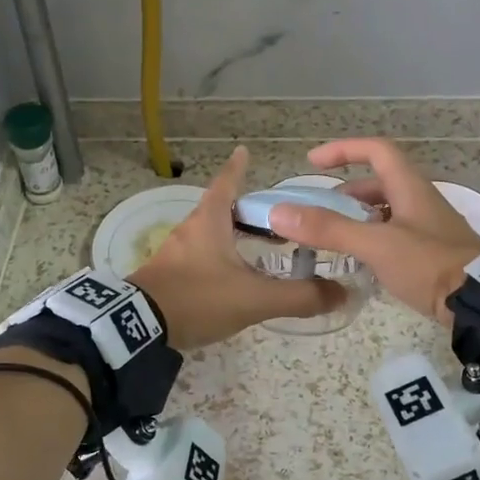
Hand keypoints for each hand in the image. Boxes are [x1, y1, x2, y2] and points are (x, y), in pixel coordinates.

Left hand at [128, 146, 344, 350]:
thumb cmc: (198, 298)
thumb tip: (341, 293)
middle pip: (220, 209)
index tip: (243, 151)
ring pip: (209, 234)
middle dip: (245, 210)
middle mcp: (190, 229)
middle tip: (272, 216)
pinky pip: (198, 256)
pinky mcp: (167, 275)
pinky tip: (231, 276)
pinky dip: (218, 257)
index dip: (238, 168)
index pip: (227, 184)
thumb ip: (299, 297)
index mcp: (209, 221)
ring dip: (231, 235)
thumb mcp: (254, 299)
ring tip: (257, 247)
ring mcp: (175, 252)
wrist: (138, 328)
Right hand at [266, 138, 479, 325]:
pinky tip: (363, 261)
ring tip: (336, 237)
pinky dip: (374, 238)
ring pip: (388, 210)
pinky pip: (397, 234)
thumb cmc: (429, 264)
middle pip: (380, 182)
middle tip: (321, 212)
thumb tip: (279, 213)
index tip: (313, 163)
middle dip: (347, 193)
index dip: (343, 149)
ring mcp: (431, 227)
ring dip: (360, 217)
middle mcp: (422, 200)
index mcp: (410, 187)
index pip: (376, 150)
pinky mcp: (435, 253)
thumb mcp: (376, 245)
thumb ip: (328, 229)